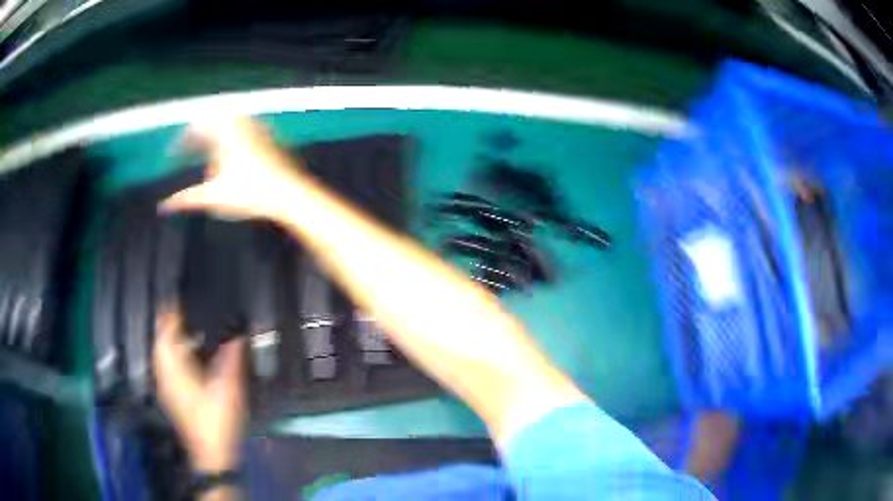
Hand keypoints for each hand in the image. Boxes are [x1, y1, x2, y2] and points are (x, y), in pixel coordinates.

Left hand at [153, 308, 246, 470]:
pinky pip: (166, 365)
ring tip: (188, 327)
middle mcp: (164, 373)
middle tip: (188, 310)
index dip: (172, 312)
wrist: (213, 453)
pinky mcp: (171, 395)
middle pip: (161, 339)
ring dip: (172, 338)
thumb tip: (238, 332)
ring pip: (161, 353)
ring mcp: (165, 385)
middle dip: (171, 322)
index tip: (182, 297)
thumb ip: (232, 357)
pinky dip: (173, 353)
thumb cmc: (218, 420)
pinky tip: (188, 355)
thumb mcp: (229, 387)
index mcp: (174, 368)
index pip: (166, 330)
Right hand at [161, 117, 304, 220]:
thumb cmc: (248, 194)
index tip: (171, 154)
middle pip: (210, 121)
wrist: (288, 193)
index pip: (195, 129)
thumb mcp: (212, 198)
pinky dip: (229, 133)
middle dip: (195, 133)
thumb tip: (163, 207)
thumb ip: (186, 199)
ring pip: (227, 121)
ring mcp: (254, 129)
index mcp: (222, 135)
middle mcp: (238, 126)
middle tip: (186, 148)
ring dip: (212, 130)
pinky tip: (230, 149)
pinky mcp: (267, 136)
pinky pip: (242, 126)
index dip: (180, 142)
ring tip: (203, 146)